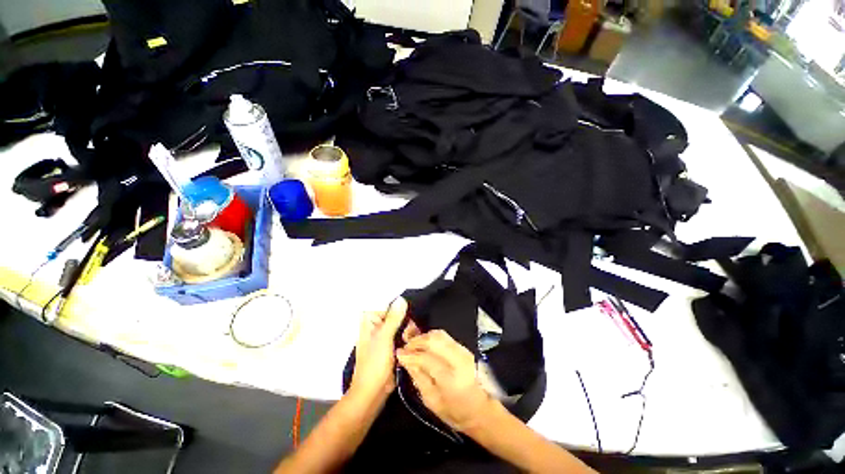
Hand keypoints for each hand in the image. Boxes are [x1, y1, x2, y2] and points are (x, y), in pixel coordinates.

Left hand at [350, 297, 407, 404]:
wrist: (373, 393)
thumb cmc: (374, 364)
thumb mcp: (384, 338)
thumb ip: (393, 318)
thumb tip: (401, 299)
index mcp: (370, 320)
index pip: (386, 303)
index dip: (398, 306)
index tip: (408, 313)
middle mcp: (377, 325)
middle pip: (396, 313)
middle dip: (405, 321)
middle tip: (409, 333)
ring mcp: (385, 335)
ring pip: (401, 324)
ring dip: (409, 330)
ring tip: (411, 339)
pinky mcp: (393, 345)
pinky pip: (403, 334)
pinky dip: (409, 337)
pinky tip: (413, 342)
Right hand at [396, 329, 492, 431]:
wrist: (482, 409)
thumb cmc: (455, 412)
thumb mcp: (431, 401)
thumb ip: (418, 377)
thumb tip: (405, 359)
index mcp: (451, 379)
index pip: (426, 358)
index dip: (410, 354)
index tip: (399, 353)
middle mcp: (459, 360)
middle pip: (433, 340)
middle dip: (416, 340)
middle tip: (405, 346)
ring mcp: (463, 351)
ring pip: (439, 335)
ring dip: (424, 337)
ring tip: (413, 344)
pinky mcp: (464, 348)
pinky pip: (445, 336)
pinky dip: (432, 337)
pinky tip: (425, 344)